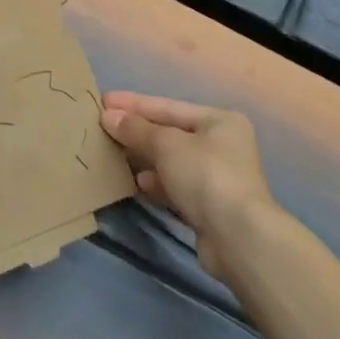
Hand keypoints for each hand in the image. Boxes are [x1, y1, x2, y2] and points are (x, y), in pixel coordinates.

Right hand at [101, 93, 274, 280]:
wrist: (237, 237)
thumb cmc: (205, 175)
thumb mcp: (166, 144)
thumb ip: (136, 129)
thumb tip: (108, 116)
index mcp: (219, 121)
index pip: (169, 106)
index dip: (134, 104)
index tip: (103, 101)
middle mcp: (222, 145)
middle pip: (170, 133)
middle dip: (137, 132)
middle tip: (102, 128)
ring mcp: (217, 178)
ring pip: (171, 162)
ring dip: (144, 158)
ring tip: (113, 155)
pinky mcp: (209, 207)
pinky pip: (175, 186)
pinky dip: (156, 183)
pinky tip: (137, 183)